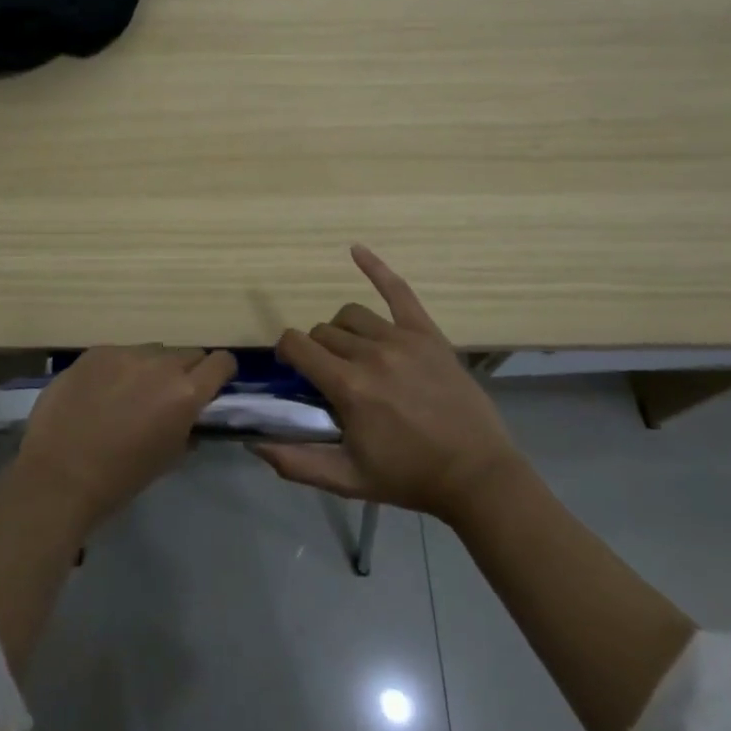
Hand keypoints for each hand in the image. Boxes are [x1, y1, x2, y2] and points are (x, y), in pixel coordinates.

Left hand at [14, 346, 237, 533]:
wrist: (59, 476)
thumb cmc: (120, 478)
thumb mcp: (169, 458)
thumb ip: (187, 428)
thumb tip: (190, 416)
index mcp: (186, 392)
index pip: (222, 362)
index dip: (220, 373)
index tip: (211, 387)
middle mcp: (160, 364)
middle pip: (188, 353)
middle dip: (185, 371)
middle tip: (167, 396)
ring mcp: (124, 353)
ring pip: (152, 351)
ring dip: (150, 368)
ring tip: (128, 394)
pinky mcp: (94, 352)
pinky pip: (118, 353)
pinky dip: (118, 369)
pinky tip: (99, 393)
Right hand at [257, 246, 519, 523]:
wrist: (476, 475)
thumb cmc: (409, 478)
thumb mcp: (347, 480)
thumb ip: (296, 462)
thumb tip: (254, 442)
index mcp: (349, 387)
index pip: (297, 345)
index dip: (286, 353)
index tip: (292, 370)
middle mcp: (371, 354)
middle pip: (323, 332)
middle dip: (315, 351)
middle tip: (328, 377)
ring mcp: (402, 339)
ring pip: (351, 316)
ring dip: (341, 331)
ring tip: (350, 353)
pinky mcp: (427, 334)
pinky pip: (399, 291)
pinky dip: (375, 267)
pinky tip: (355, 250)